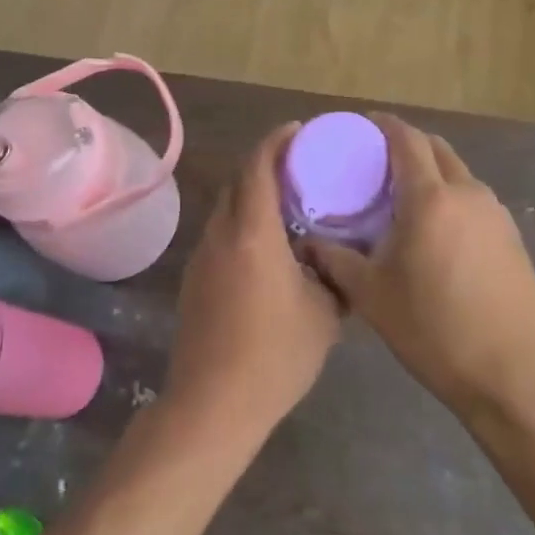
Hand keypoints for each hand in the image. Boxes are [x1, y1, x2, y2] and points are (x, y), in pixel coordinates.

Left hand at [162, 123, 342, 445]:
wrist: (213, 404)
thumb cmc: (275, 356)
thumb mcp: (324, 315)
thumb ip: (334, 277)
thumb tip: (339, 260)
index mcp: (253, 233)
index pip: (258, 167)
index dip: (276, 142)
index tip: (298, 130)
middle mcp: (221, 235)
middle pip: (238, 182)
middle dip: (264, 164)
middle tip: (299, 165)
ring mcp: (202, 257)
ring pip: (227, 208)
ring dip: (252, 195)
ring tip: (286, 203)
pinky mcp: (194, 280)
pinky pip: (220, 234)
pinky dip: (242, 223)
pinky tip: (265, 246)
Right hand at [300, 115, 534, 420]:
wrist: (514, 375)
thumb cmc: (434, 331)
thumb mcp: (372, 296)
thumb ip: (336, 260)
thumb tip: (307, 241)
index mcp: (430, 198)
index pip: (407, 140)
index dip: (384, 125)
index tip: (362, 126)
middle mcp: (467, 193)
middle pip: (436, 149)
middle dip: (407, 144)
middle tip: (376, 161)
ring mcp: (495, 214)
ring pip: (458, 173)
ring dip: (431, 170)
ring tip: (402, 196)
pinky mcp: (512, 236)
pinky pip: (473, 199)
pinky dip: (450, 195)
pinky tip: (435, 229)